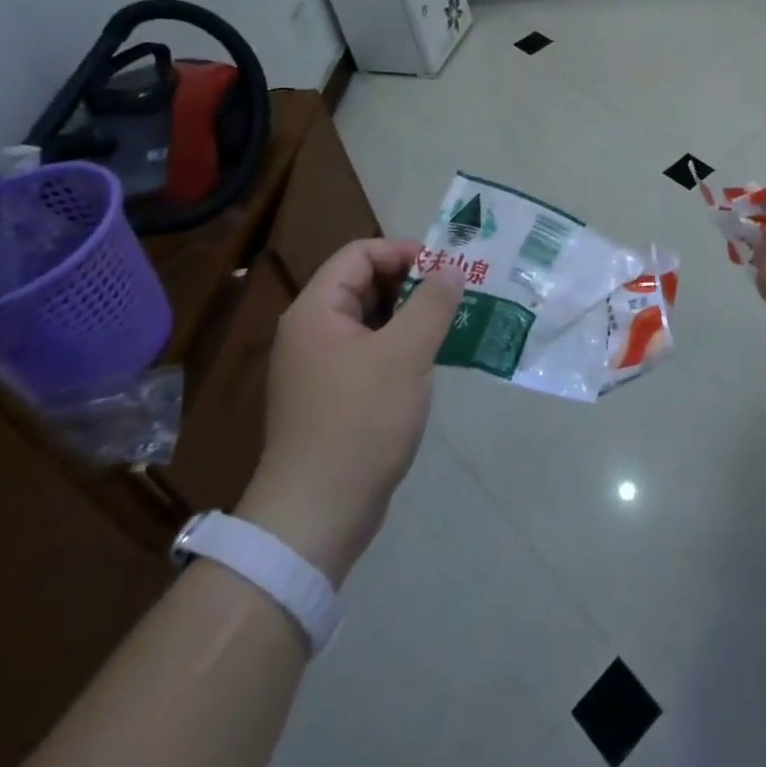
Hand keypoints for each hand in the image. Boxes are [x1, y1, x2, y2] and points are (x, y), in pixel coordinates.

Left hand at [235, 240, 463, 586]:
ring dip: (409, 317)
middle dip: (411, 283)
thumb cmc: (360, 421)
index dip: (403, 251)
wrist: (317, 515)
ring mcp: (318, 368)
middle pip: (362, 284)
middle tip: (455, 295)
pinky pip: (368, 354)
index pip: (359, 254)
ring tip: (450, 325)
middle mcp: (310, 332)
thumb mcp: (406, 353)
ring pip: (369, 321)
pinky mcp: (331, 399)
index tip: (445, 268)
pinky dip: (399, 348)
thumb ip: (432, 303)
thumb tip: (450, 270)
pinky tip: (429, 363)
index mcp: (316, 311)